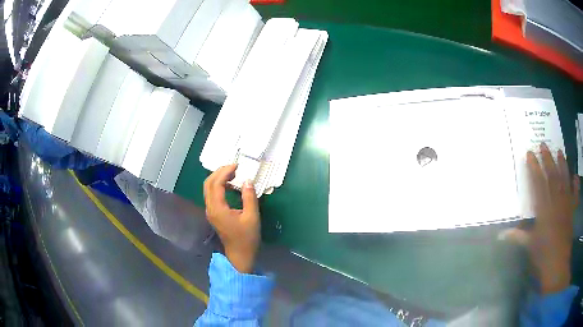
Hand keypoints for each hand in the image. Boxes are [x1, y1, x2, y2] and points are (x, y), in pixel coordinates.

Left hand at [204, 164, 260, 273]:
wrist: (240, 255)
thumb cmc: (247, 238)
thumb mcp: (252, 217)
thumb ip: (249, 197)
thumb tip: (247, 180)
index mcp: (218, 208)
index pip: (216, 184)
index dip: (225, 172)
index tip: (237, 165)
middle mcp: (210, 208)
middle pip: (208, 183)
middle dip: (219, 172)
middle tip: (234, 167)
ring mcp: (210, 211)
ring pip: (208, 188)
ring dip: (218, 178)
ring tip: (233, 173)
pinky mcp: (213, 214)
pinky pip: (212, 195)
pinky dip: (219, 186)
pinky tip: (230, 185)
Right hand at [501, 143, 579, 293]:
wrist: (557, 266)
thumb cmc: (542, 256)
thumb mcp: (529, 246)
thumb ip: (517, 236)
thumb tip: (500, 235)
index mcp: (544, 210)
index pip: (538, 184)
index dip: (534, 168)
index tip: (530, 154)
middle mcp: (556, 203)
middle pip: (552, 177)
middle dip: (548, 160)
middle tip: (544, 144)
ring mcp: (566, 206)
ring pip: (565, 181)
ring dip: (563, 165)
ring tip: (560, 151)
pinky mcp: (572, 212)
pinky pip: (575, 196)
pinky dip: (576, 186)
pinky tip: (575, 177)